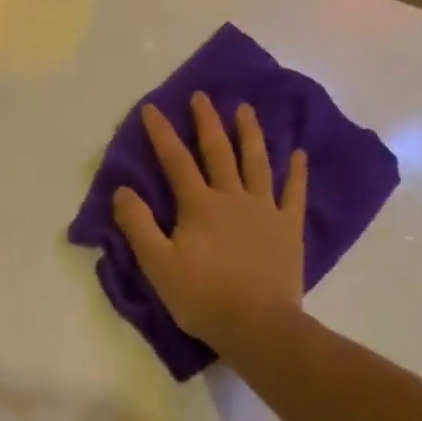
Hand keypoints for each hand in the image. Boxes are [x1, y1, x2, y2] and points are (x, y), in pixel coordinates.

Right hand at [112, 92, 307, 354]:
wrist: (256, 324)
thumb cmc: (201, 296)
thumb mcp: (157, 264)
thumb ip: (138, 224)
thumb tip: (122, 190)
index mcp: (198, 206)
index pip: (176, 161)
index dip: (162, 133)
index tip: (152, 108)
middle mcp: (232, 197)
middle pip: (218, 152)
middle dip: (208, 122)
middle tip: (203, 96)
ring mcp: (265, 210)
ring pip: (257, 163)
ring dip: (250, 134)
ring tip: (246, 110)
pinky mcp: (288, 227)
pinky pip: (294, 192)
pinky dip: (296, 172)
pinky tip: (298, 154)